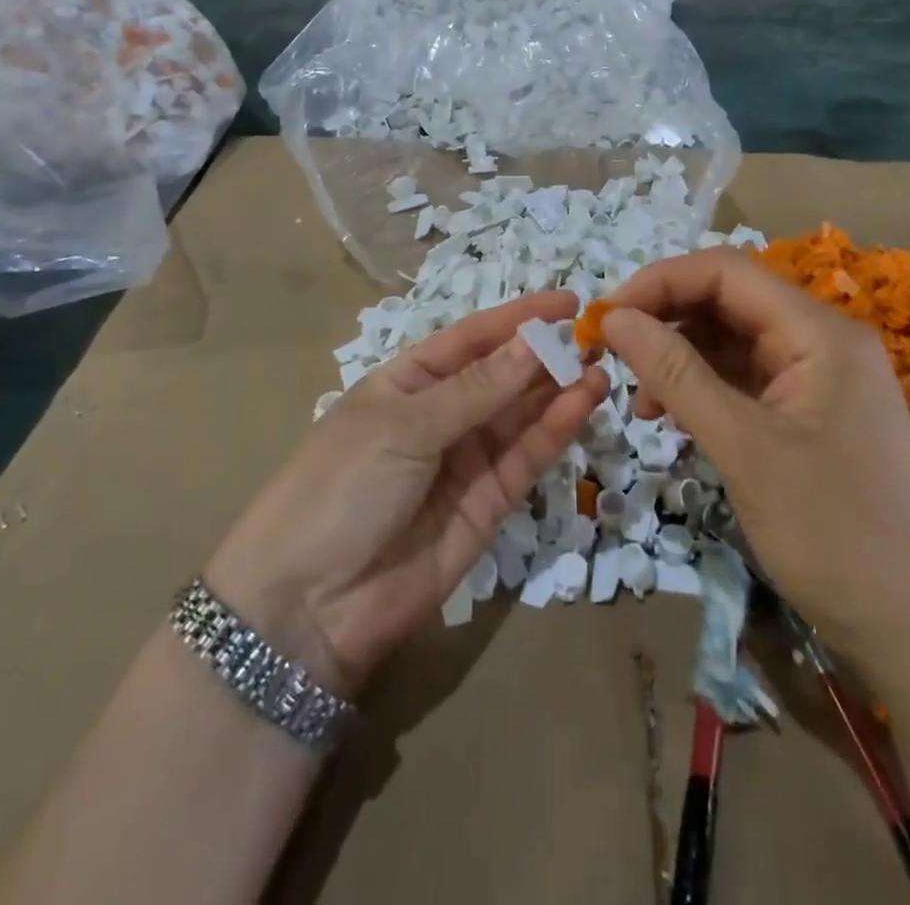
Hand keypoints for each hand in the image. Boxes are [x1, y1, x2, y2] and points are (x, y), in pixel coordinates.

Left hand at [206, 293, 608, 698]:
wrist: (308, 607)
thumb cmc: (341, 488)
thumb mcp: (404, 426)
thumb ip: (477, 388)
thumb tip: (535, 341)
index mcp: (406, 382)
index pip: (471, 339)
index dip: (518, 318)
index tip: (568, 302)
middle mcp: (440, 415)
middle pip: (501, 375)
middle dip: (545, 355)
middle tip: (596, 337)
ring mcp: (465, 460)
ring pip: (520, 415)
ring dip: (558, 390)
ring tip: (600, 367)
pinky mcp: (488, 505)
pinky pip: (525, 458)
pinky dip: (555, 431)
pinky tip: (584, 403)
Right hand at [601, 249, 909, 650]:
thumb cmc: (833, 533)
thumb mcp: (743, 447)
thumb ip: (677, 374)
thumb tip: (614, 317)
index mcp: (819, 332)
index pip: (726, 272)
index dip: (661, 282)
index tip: (607, 318)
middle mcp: (821, 341)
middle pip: (729, 301)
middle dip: (667, 320)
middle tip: (613, 356)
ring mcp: (818, 378)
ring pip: (733, 341)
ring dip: (681, 358)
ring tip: (642, 402)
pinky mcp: (810, 414)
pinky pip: (746, 380)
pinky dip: (704, 390)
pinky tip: (674, 418)